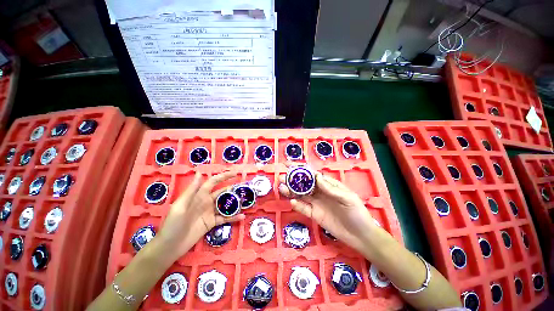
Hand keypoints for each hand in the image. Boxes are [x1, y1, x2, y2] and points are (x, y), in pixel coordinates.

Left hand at [157, 171, 244, 260]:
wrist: (170, 246)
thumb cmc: (173, 223)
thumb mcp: (181, 205)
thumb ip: (192, 190)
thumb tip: (200, 173)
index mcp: (199, 195)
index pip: (213, 182)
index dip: (223, 176)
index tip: (235, 173)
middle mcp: (206, 202)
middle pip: (222, 192)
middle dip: (232, 188)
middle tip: (244, 187)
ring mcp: (210, 212)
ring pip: (225, 204)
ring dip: (234, 202)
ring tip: (245, 200)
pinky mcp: (212, 223)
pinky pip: (225, 218)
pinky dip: (233, 217)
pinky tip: (242, 216)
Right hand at [278, 170, 379, 252]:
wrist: (360, 235)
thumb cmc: (356, 212)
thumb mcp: (347, 197)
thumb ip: (331, 188)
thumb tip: (316, 177)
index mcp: (327, 184)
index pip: (312, 174)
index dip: (301, 169)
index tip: (289, 165)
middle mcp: (319, 192)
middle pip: (303, 184)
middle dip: (292, 179)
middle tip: (281, 178)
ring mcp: (316, 203)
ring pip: (300, 195)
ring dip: (291, 191)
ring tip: (281, 188)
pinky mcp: (314, 214)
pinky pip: (303, 208)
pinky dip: (297, 205)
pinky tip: (292, 202)